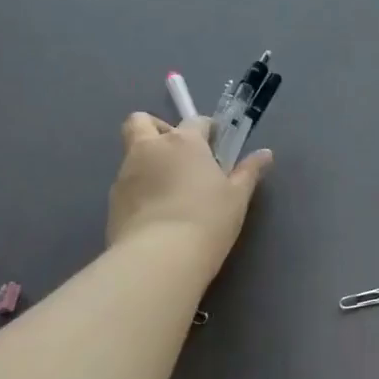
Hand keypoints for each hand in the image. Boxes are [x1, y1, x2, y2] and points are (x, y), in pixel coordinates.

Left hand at [105, 114, 270, 274]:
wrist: (160, 258)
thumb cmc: (208, 220)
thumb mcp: (237, 197)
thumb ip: (248, 172)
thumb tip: (266, 154)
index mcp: (184, 142)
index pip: (195, 121)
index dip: (207, 130)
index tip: (216, 146)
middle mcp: (150, 149)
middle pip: (142, 121)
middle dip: (157, 129)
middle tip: (177, 155)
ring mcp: (126, 173)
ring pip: (132, 153)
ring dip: (148, 161)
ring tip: (169, 191)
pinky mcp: (112, 199)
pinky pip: (127, 183)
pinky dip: (140, 188)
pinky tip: (156, 213)